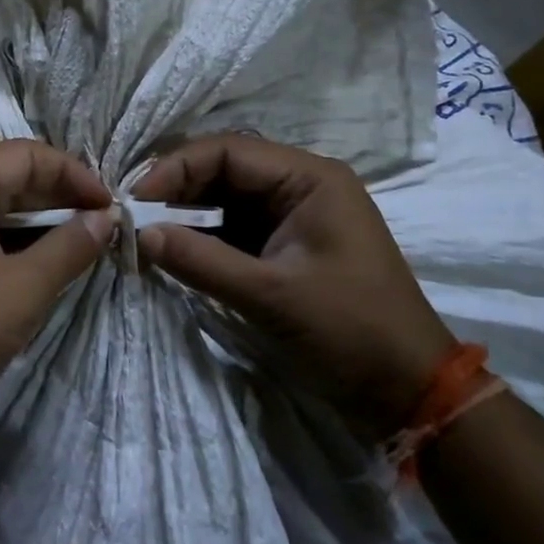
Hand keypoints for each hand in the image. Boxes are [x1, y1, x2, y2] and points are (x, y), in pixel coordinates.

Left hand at [0, 140, 115, 475]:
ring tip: (76, 245)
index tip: (112, 205)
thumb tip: (107, 217)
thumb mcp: (24, 288)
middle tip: (101, 223)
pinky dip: (5, 243)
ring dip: (32, 223)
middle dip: (55, 197)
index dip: (73, 173)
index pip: (23, 155)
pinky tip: (34, 266)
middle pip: (2, 177)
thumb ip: (71, 245)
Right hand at [132, 134, 453, 442]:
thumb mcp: (272, 296)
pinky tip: (172, 252)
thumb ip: (201, 261)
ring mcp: (292, 216)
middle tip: (133, 218)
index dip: (176, 168)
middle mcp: (300, 185)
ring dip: (184, 214)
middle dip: (176, 190)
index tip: (136, 200)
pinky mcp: (284, 245)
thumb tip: (139, 234)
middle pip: (222, 169)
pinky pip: (232, 227)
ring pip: (223, 198)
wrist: (410, 392)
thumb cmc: (350, 332)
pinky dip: (201, 238)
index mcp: (309, 178)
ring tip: (145, 235)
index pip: (228, 150)